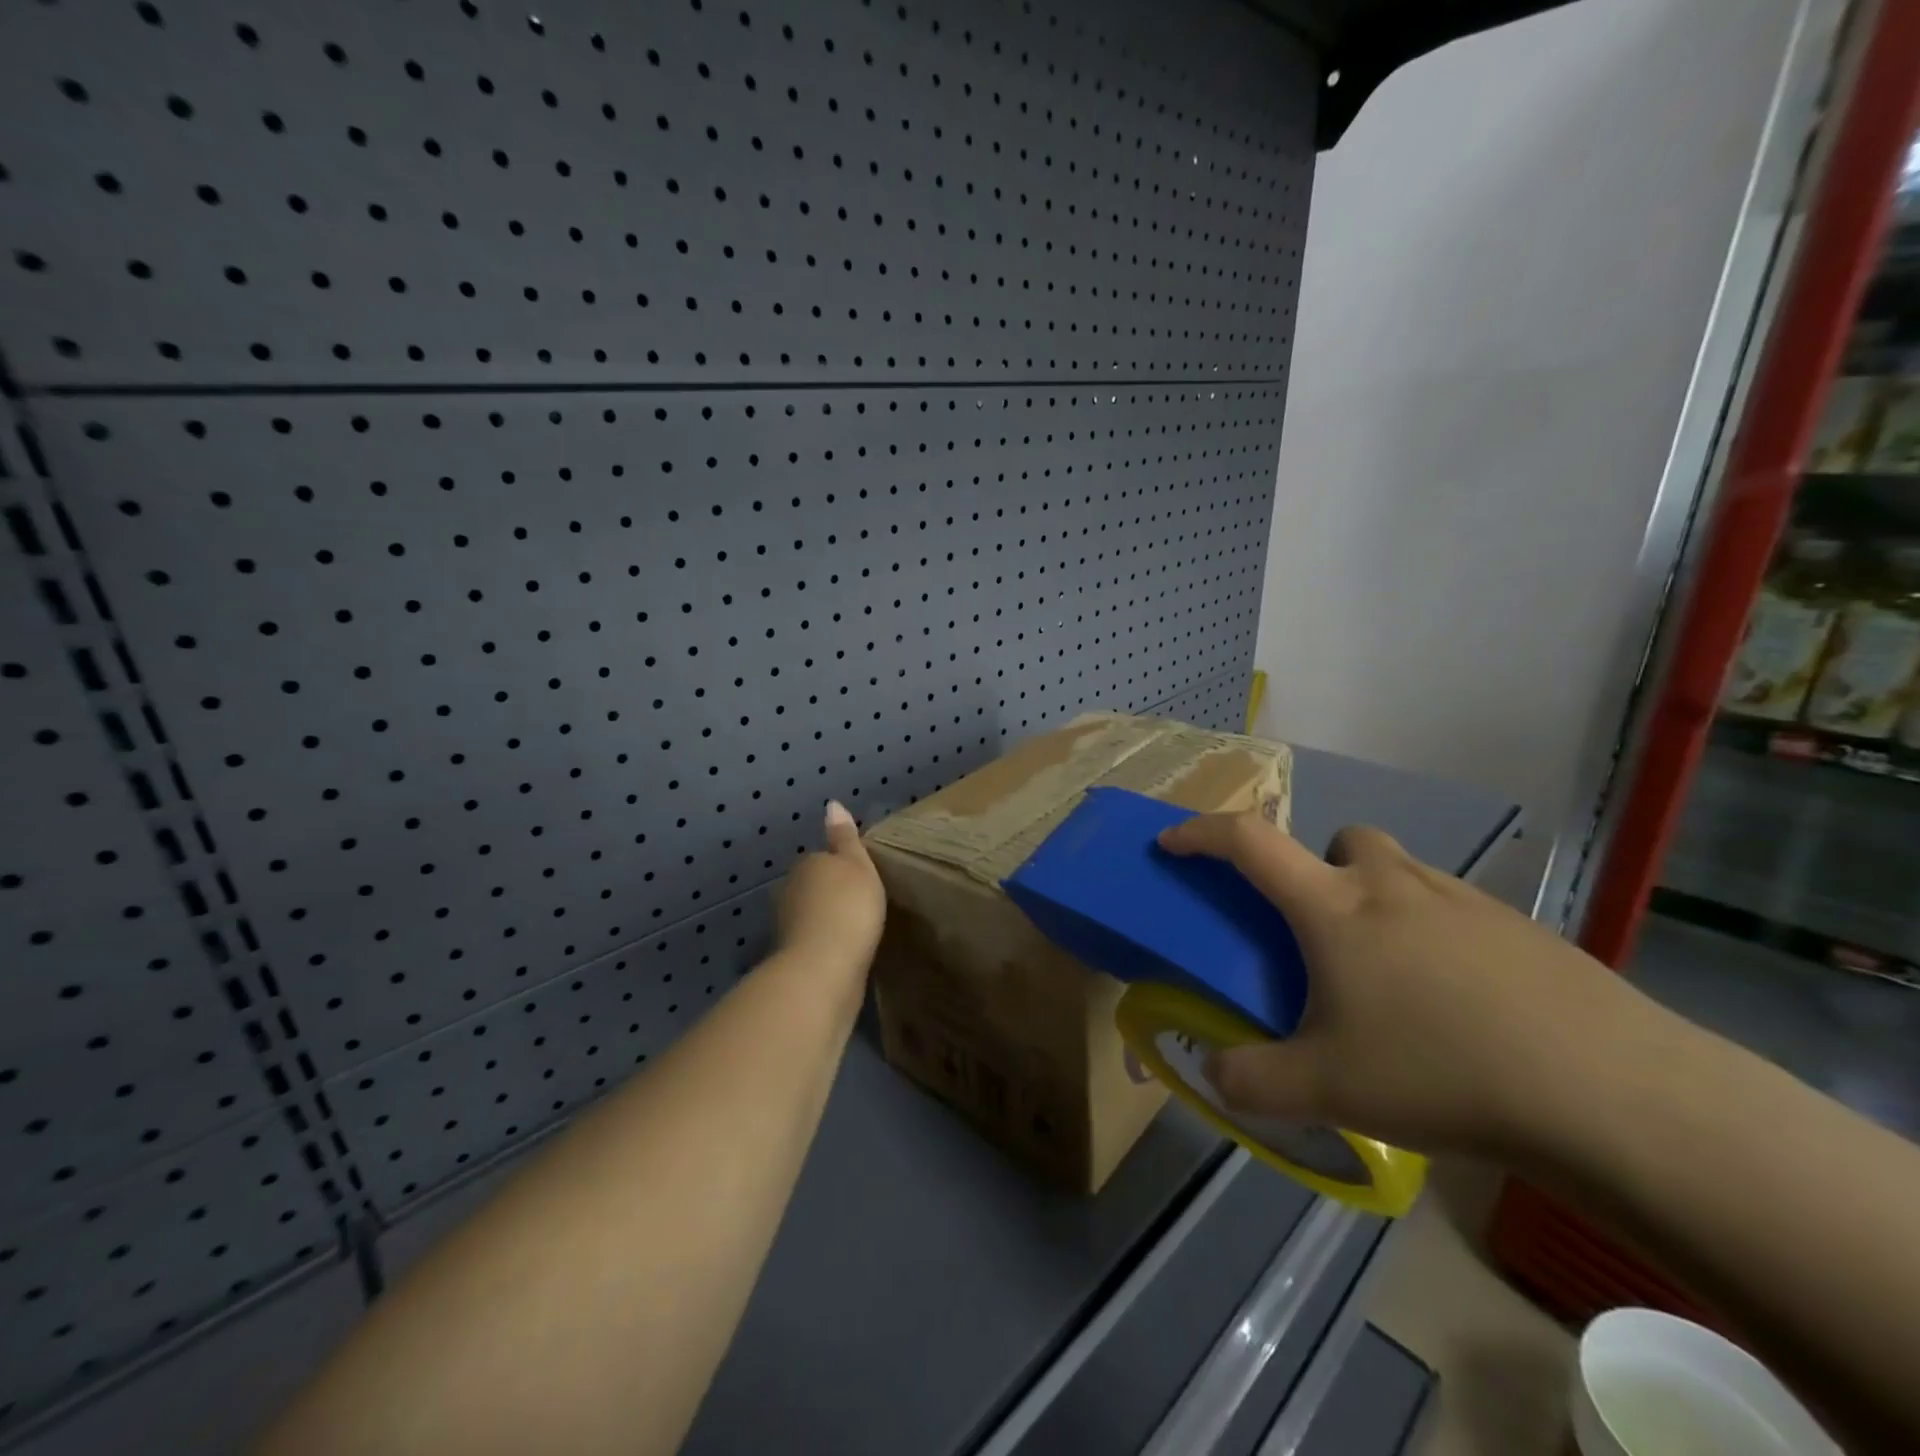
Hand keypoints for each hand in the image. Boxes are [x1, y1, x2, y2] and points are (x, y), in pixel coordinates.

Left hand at [775, 801, 886, 976]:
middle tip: (861, 905)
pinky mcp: (793, 958)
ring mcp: (787, 926)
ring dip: (826, 921)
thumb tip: (832, 803)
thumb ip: (845, 837)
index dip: (842, 868)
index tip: (862, 881)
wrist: (824, 969)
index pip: (822, 859)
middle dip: (831, 894)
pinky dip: (825, 945)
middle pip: (812, 887)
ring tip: (855, 931)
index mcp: (806, 865)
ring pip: (810, 915)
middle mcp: (789, 892)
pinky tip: (843, 954)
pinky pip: (813, 943)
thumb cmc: (848, 908)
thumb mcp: (857, 865)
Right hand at [1157, 813, 1660, 1161]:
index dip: (1200, 833)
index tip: (1172, 843)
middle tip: (1321, 932)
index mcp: (1334, 907)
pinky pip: (1456, 910)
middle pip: (1340, 838)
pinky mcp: (1522, 929)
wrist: (1611, 1093)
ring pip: (1401, 871)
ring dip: (1379, 900)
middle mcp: (1393, 884)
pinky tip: (1460, 1005)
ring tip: (1391, 977)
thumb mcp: (1325, 1089)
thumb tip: (1214, 1073)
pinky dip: (1436, 935)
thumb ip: (1250, 1081)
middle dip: (1318, 867)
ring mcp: (1464, 901)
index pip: (1248, 842)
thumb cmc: (1441, 1071)